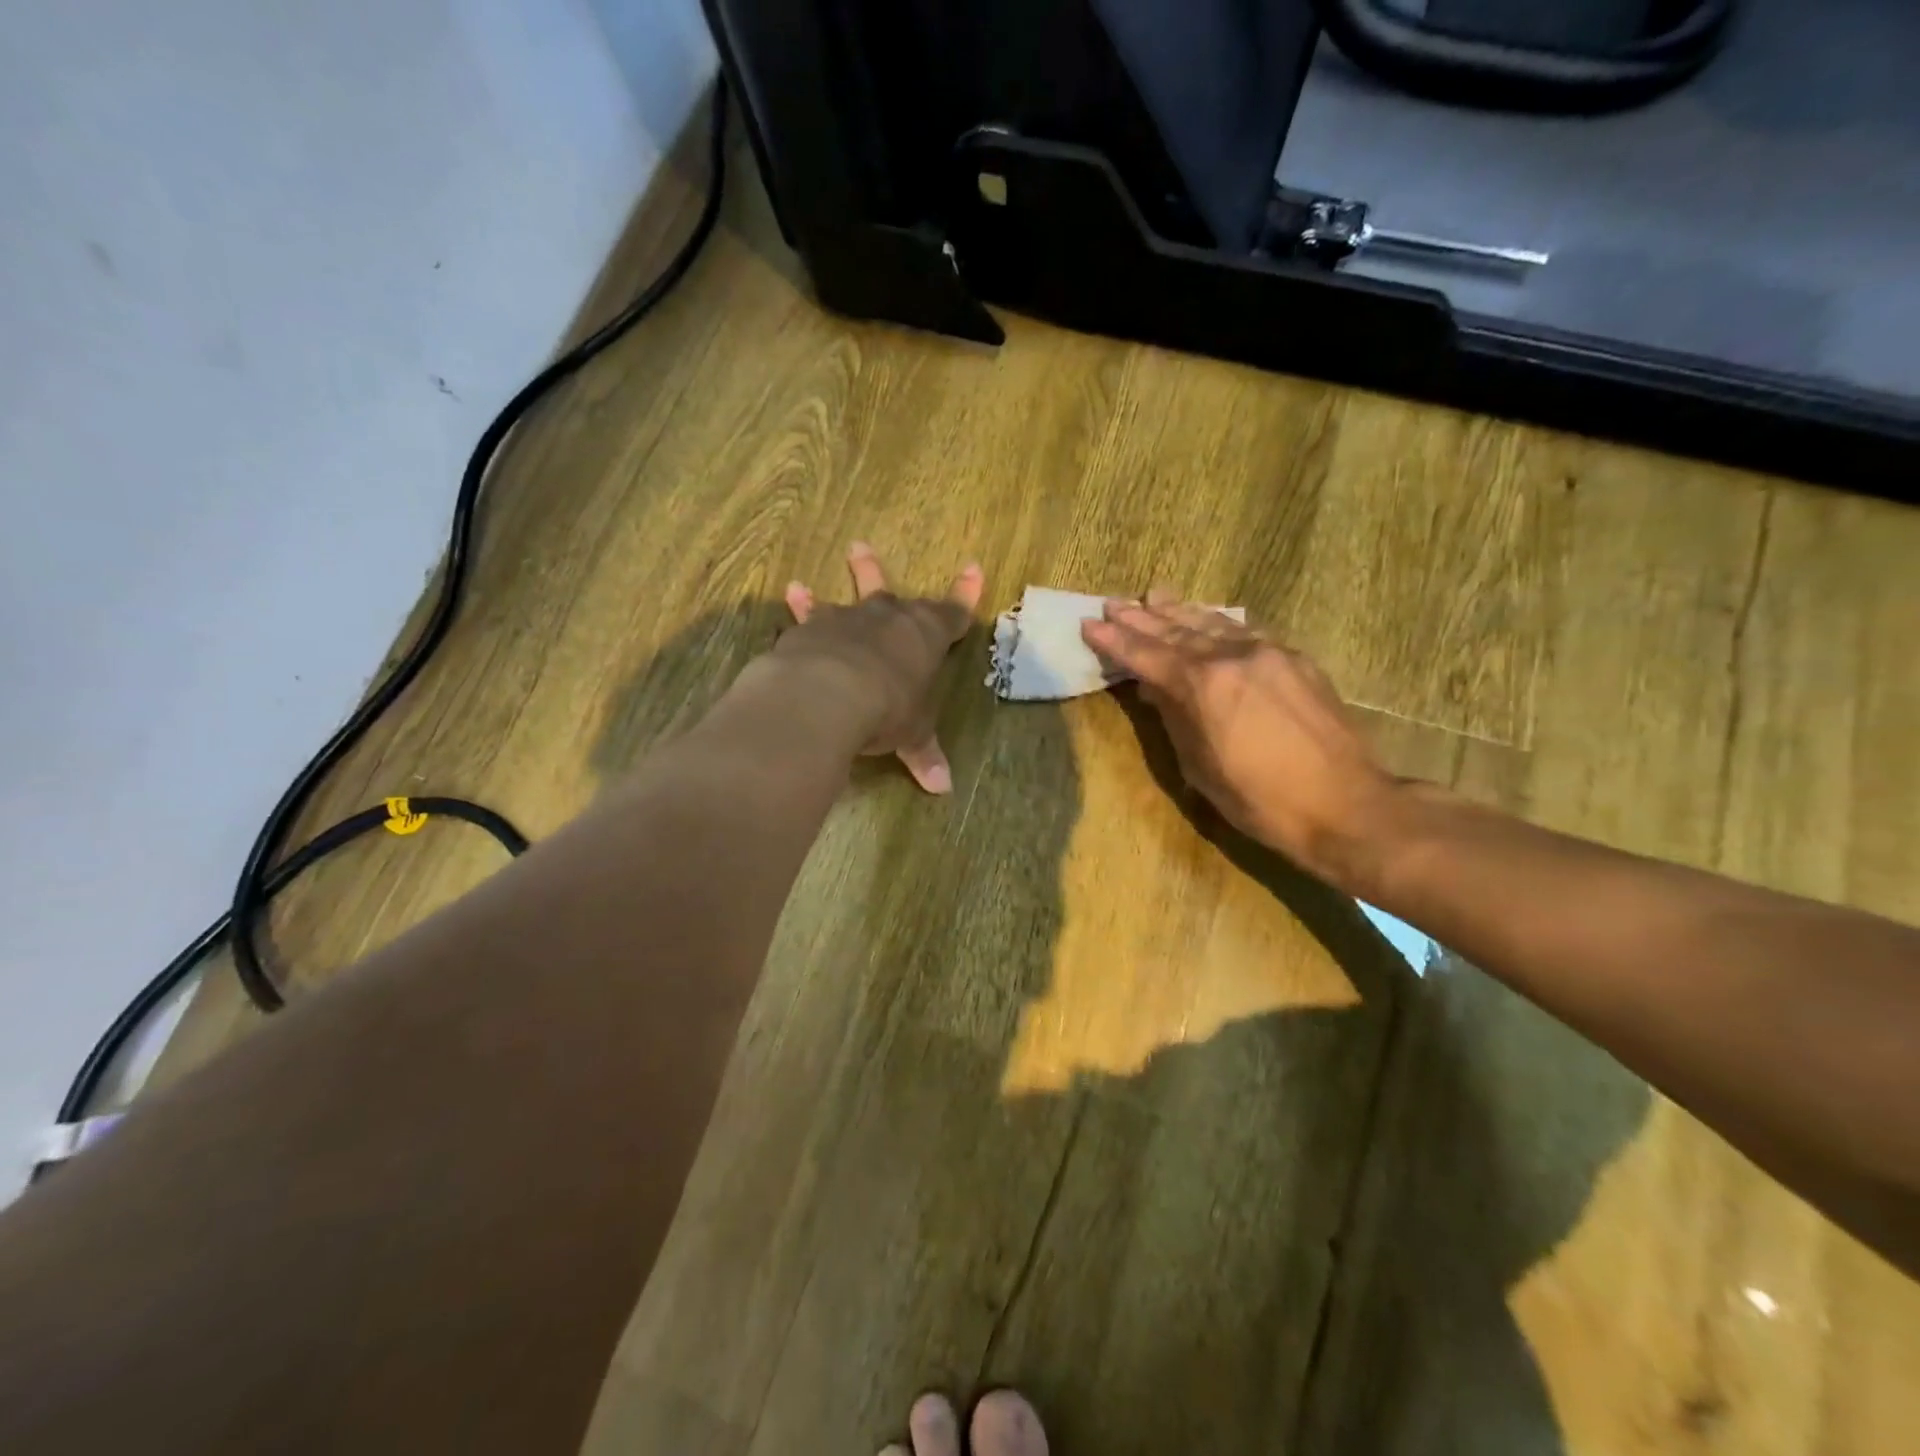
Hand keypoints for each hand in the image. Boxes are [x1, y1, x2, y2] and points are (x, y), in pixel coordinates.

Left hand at [779, 543, 983, 792]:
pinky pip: (806, 616)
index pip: (953, 613)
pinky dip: (801, 608)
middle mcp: (887, 619)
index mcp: (925, 637)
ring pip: (845, 598)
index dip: (965, 595)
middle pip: (891, 592)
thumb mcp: (911, 734)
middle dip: (879, 573)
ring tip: (830, 563)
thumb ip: (924, 754)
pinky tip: (791, 594)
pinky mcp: (810, 630)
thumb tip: (943, 789)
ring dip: (846, 579)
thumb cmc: (887, 709)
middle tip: (863, 548)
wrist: (829, 694)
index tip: (973, 569)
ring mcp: (846, 620)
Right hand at [1081, 592, 1400, 891]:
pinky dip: (1220, 623)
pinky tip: (1210, 618)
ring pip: (1214, 624)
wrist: (1346, 805)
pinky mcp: (1296, 660)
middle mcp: (1234, 657)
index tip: (1090, 623)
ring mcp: (1269, 653)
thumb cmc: (1261, 800)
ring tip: (1154, 596)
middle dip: (1142, 618)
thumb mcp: (1200, 767)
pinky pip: (1247, 631)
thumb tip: (1151, 687)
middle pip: (1177, 632)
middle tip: (1114, 603)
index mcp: (1204, 686)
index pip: (1147, 655)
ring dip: (1180, 612)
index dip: (1115, 640)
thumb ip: (1174, 717)